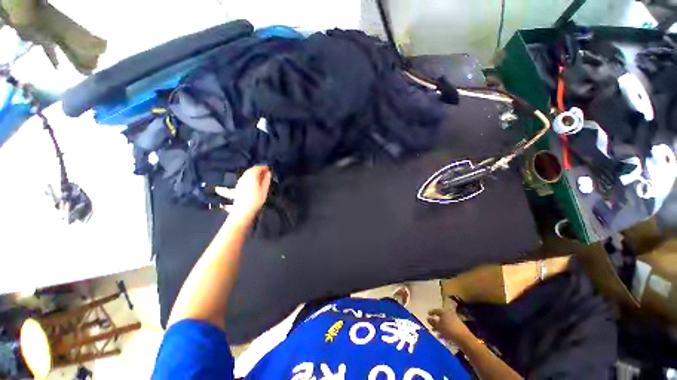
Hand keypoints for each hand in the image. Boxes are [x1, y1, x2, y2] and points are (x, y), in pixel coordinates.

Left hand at [216, 166, 271, 221]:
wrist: (243, 211)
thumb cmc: (256, 200)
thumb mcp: (264, 190)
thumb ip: (266, 180)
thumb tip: (268, 172)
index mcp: (252, 176)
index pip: (258, 168)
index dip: (264, 167)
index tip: (270, 169)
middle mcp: (244, 177)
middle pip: (251, 170)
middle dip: (258, 169)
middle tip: (266, 172)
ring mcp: (240, 182)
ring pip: (247, 174)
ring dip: (254, 173)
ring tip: (261, 177)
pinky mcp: (237, 187)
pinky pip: (245, 178)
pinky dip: (250, 177)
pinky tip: (253, 182)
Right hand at [428, 307, 472, 344]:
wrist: (465, 339)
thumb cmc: (449, 330)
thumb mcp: (439, 326)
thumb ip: (433, 322)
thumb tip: (427, 318)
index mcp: (444, 312)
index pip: (436, 310)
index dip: (431, 312)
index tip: (428, 314)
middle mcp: (449, 314)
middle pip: (441, 317)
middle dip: (436, 321)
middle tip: (431, 325)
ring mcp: (455, 321)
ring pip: (445, 323)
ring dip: (440, 327)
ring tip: (436, 333)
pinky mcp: (458, 328)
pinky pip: (449, 328)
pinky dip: (445, 331)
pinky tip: (442, 337)